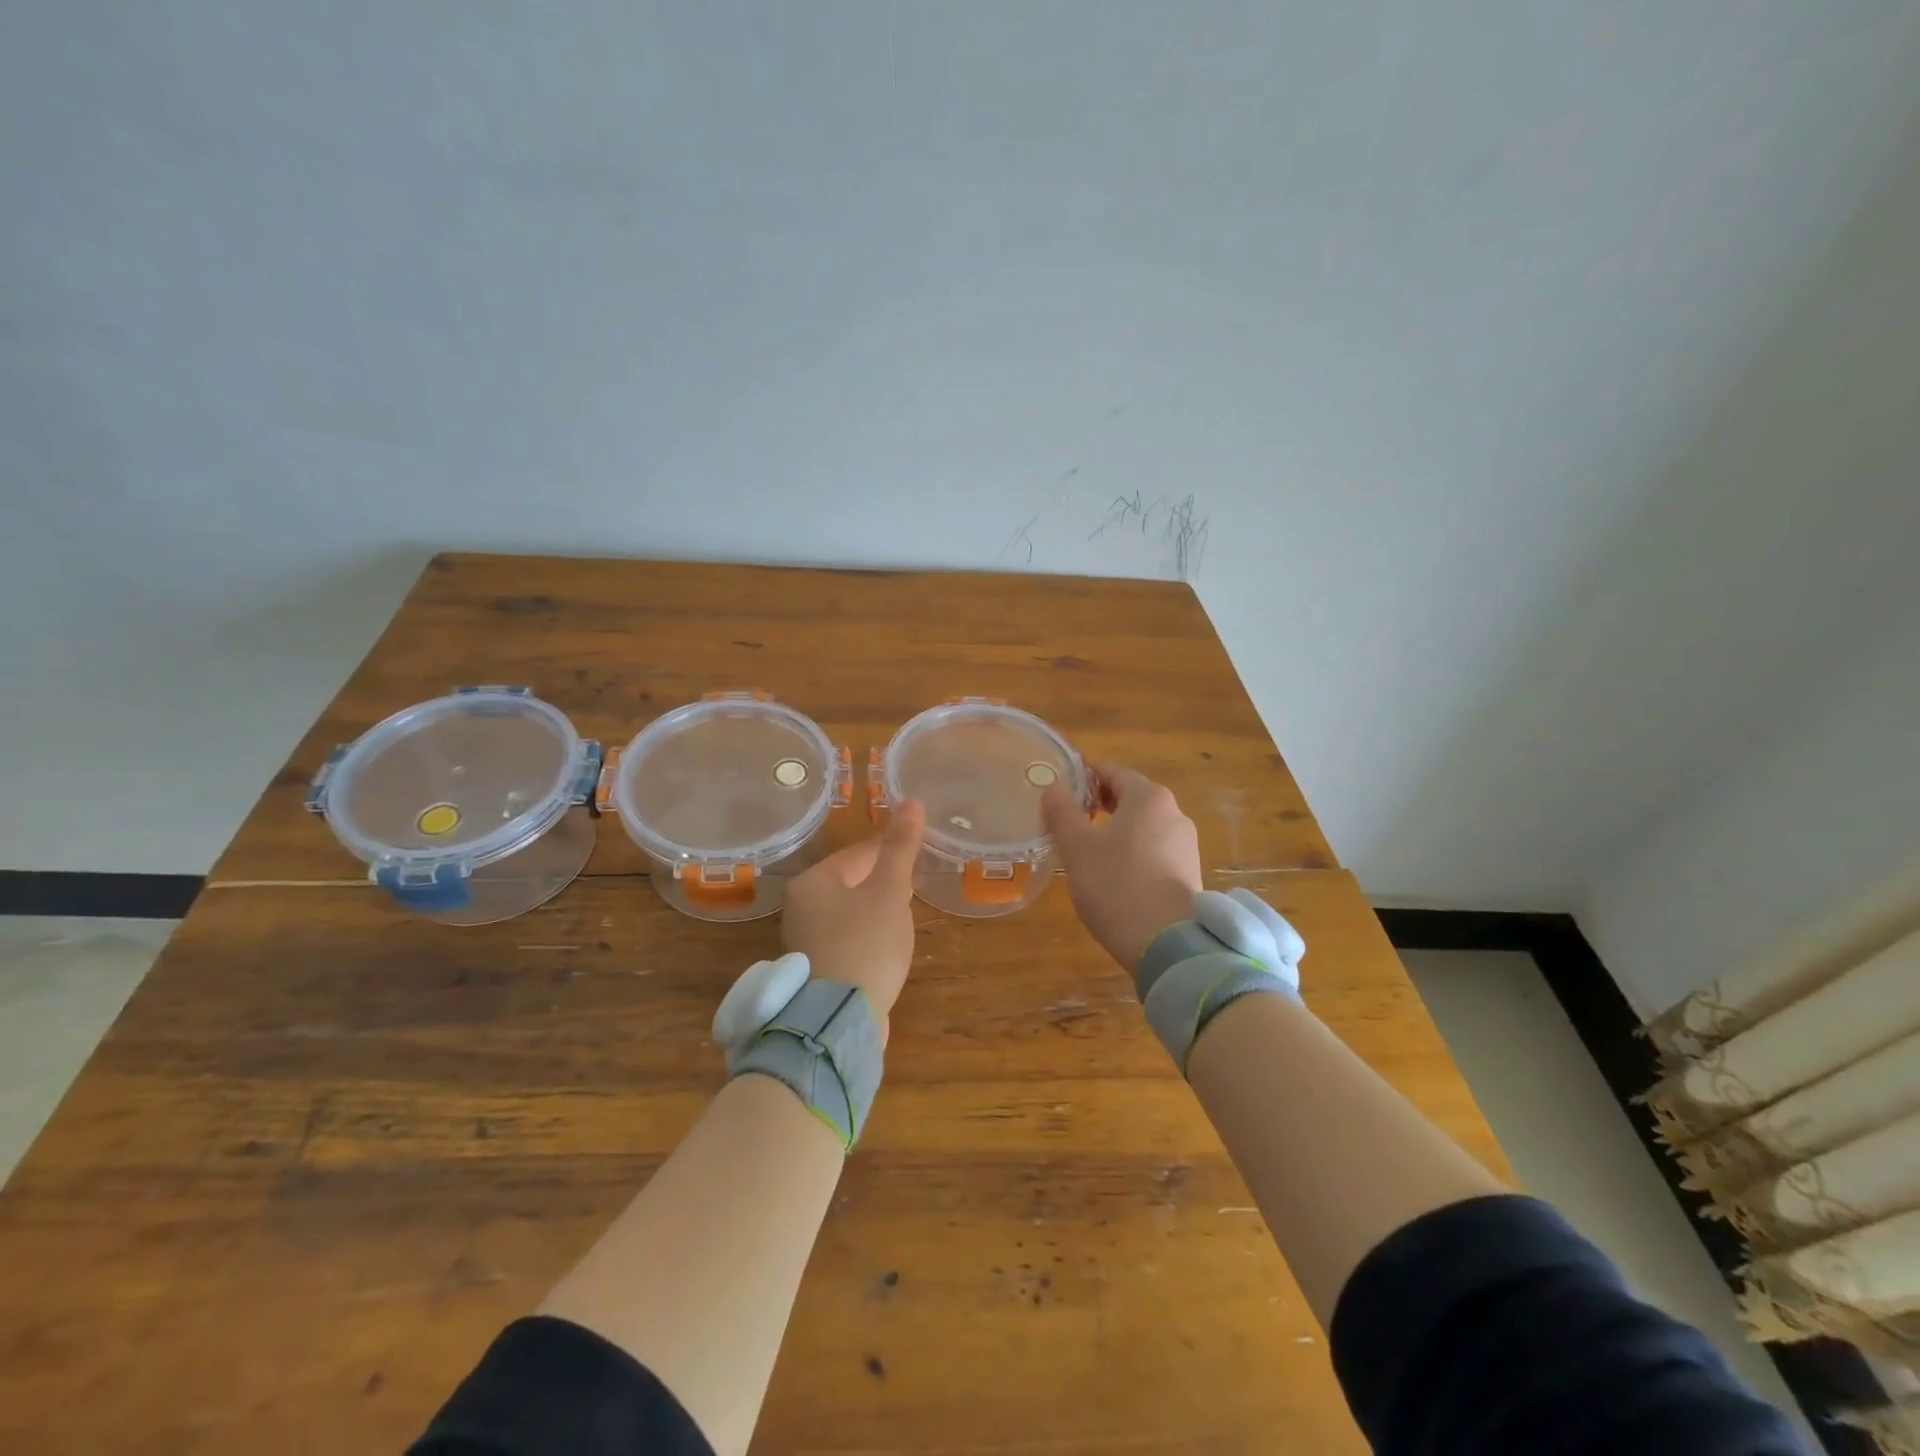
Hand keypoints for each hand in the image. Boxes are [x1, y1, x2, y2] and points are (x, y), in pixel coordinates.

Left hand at [781, 799, 926, 1036]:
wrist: (837, 1021)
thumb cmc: (865, 944)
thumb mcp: (890, 891)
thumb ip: (901, 848)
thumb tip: (912, 801)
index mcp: (812, 881)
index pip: (858, 853)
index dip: (891, 850)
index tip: (918, 851)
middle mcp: (799, 907)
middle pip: (850, 881)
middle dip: (883, 881)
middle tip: (914, 886)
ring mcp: (803, 941)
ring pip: (848, 912)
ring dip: (875, 911)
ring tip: (904, 917)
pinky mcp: (814, 970)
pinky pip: (845, 939)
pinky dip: (866, 937)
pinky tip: (885, 949)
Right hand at [1042, 765, 1201, 970]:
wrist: (1167, 946)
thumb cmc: (1116, 886)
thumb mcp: (1077, 848)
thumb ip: (1062, 812)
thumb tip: (1053, 787)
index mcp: (1149, 798)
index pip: (1113, 773)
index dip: (1085, 779)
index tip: (1061, 794)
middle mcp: (1174, 813)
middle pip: (1131, 798)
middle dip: (1100, 805)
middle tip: (1070, 823)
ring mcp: (1186, 845)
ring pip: (1144, 826)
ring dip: (1117, 831)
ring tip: (1088, 853)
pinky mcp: (1190, 873)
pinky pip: (1155, 850)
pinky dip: (1134, 853)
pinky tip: (1115, 877)